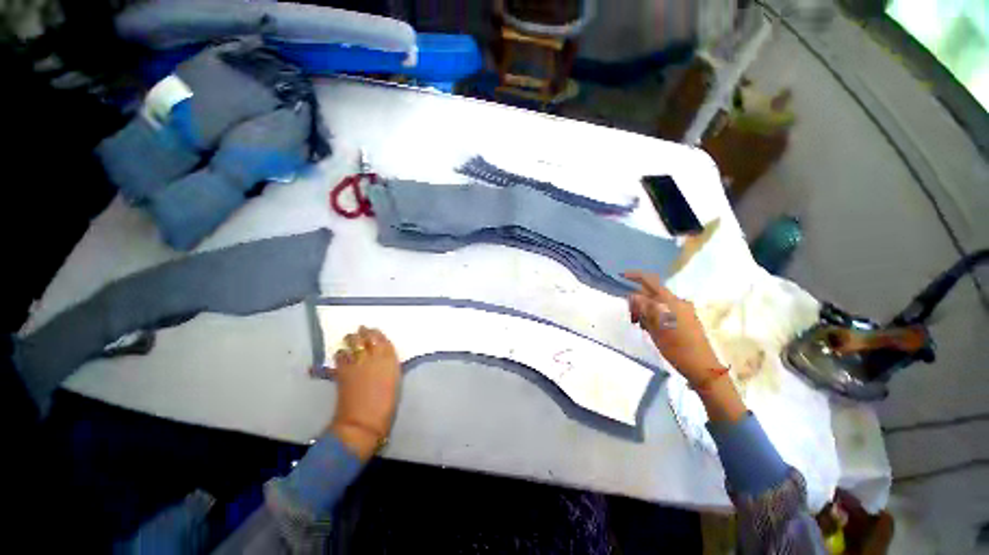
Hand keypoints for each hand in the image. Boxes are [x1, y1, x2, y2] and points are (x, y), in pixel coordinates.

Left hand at [327, 326, 400, 460]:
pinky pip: (340, 356)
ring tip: (350, 337)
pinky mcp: (342, 372)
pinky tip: (341, 353)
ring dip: (351, 339)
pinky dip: (341, 353)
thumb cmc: (387, 404)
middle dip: (363, 332)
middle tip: (361, 329)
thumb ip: (388, 365)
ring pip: (352, 343)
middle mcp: (373, 357)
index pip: (383, 340)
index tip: (374, 331)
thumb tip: (382, 358)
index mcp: (389, 359)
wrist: (363, 422)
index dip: (377, 334)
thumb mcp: (394, 380)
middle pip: (367, 338)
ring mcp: (356, 363)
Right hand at [624, 271, 722, 386]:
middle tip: (632, 317)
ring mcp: (682, 310)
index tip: (621, 276)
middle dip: (638, 301)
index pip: (650, 281)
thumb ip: (644, 308)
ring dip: (645, 310)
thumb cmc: (677, 348)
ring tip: (641, 326)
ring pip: (657, 303)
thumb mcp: (655, 328)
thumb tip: (633, 295)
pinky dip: (654, 315)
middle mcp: (677, 302)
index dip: (634, 276)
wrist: (702, 367)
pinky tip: (650, 328)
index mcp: (670, 301)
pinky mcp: (685, 318)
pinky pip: (664, 310)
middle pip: (651, 292)